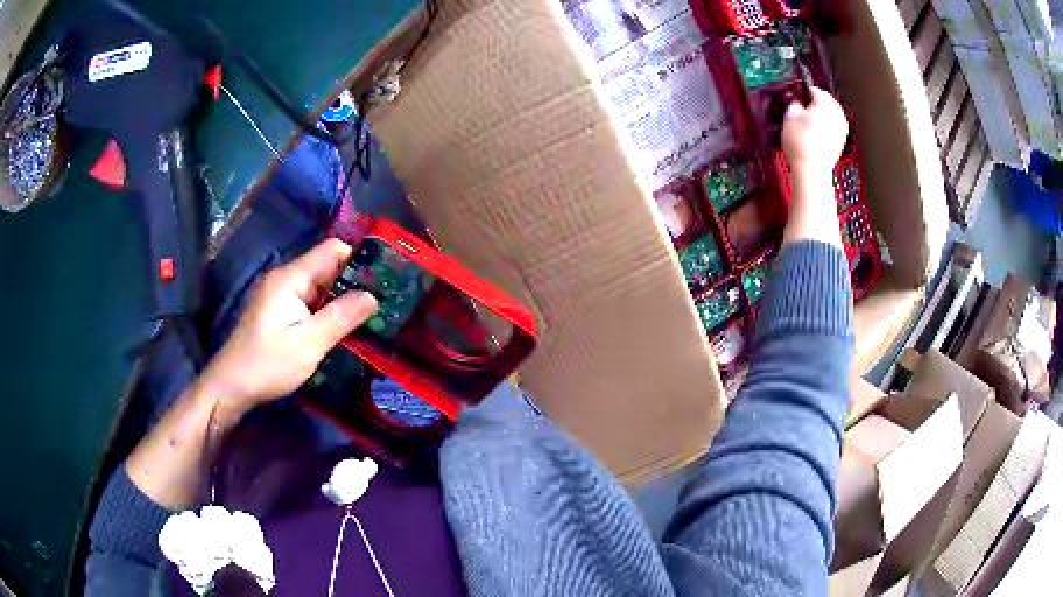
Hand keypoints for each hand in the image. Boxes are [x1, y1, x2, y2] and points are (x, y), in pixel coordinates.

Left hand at [199, 238, 377, 411]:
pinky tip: (340, 328)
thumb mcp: (309, 344)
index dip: (358, 260)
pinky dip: (326, 310)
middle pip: (327, 267)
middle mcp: (285, 278)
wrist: (231, 387)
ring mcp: (279, 294)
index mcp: (291, 278)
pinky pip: (309, 300)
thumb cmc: (268, 364)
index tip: (384, 279)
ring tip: (369, 317)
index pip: (332, 250)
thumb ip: (340, 317)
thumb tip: (373, 295)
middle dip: (353, 282)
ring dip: (341, 299)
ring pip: (319, 286)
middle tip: (383, 304)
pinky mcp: (277, 310)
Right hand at [782, 86, 849, 177]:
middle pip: (829, 100)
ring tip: (816, 115)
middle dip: (820, 99)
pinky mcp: (842, 140)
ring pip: (835, 112)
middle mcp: (836, 113)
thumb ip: (794, 104)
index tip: (799, 93)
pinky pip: (838, 125)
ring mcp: (841, 127)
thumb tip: (798, 102)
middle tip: (808, 103)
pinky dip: (831, 123)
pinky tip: (823, 127)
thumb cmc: (799, 141)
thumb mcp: (789, 117)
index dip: (806, 90)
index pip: (815, 90)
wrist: (812, 168)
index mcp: (823, 103)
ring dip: (827, 110)